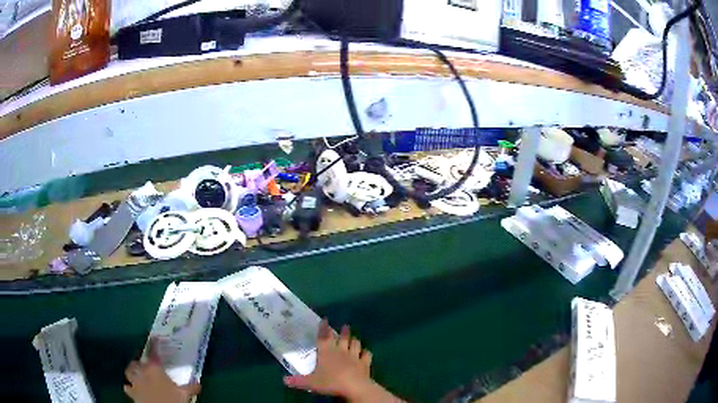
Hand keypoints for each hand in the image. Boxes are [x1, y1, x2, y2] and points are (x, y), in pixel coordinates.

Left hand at [124, 338, 200, 402]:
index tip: (155, 337)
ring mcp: (135, 382)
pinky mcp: (132, 393)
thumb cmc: (173, 400)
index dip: (154, 343)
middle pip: (136, 361)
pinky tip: (131, 387)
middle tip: (143, 361)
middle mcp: (142, 372)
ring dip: (131, 371)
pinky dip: (129, 386)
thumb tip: (198, 383)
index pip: (153, 351)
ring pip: (129, 371)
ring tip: (135, 372)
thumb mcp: (185, 394)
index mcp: (154, 368)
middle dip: (139, 360)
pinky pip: (127, 387)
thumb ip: (190, 387)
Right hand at [284, 319, 401, 401]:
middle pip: (343, 337)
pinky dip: (366, 353)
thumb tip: (283, 380)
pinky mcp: (365, 363)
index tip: (325, 319)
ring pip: (355, 343)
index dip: (323, 328)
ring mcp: (355, 356)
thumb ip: (298, 381)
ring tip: (354, 337)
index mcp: (326, 352)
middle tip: (345, 326)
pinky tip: (366, 352)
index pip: (323, 337)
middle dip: (343, 331)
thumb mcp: (311, 383)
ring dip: (354, 340)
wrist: (354, 386)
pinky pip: (367, 355)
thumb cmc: (330, 382)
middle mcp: (341, 351)